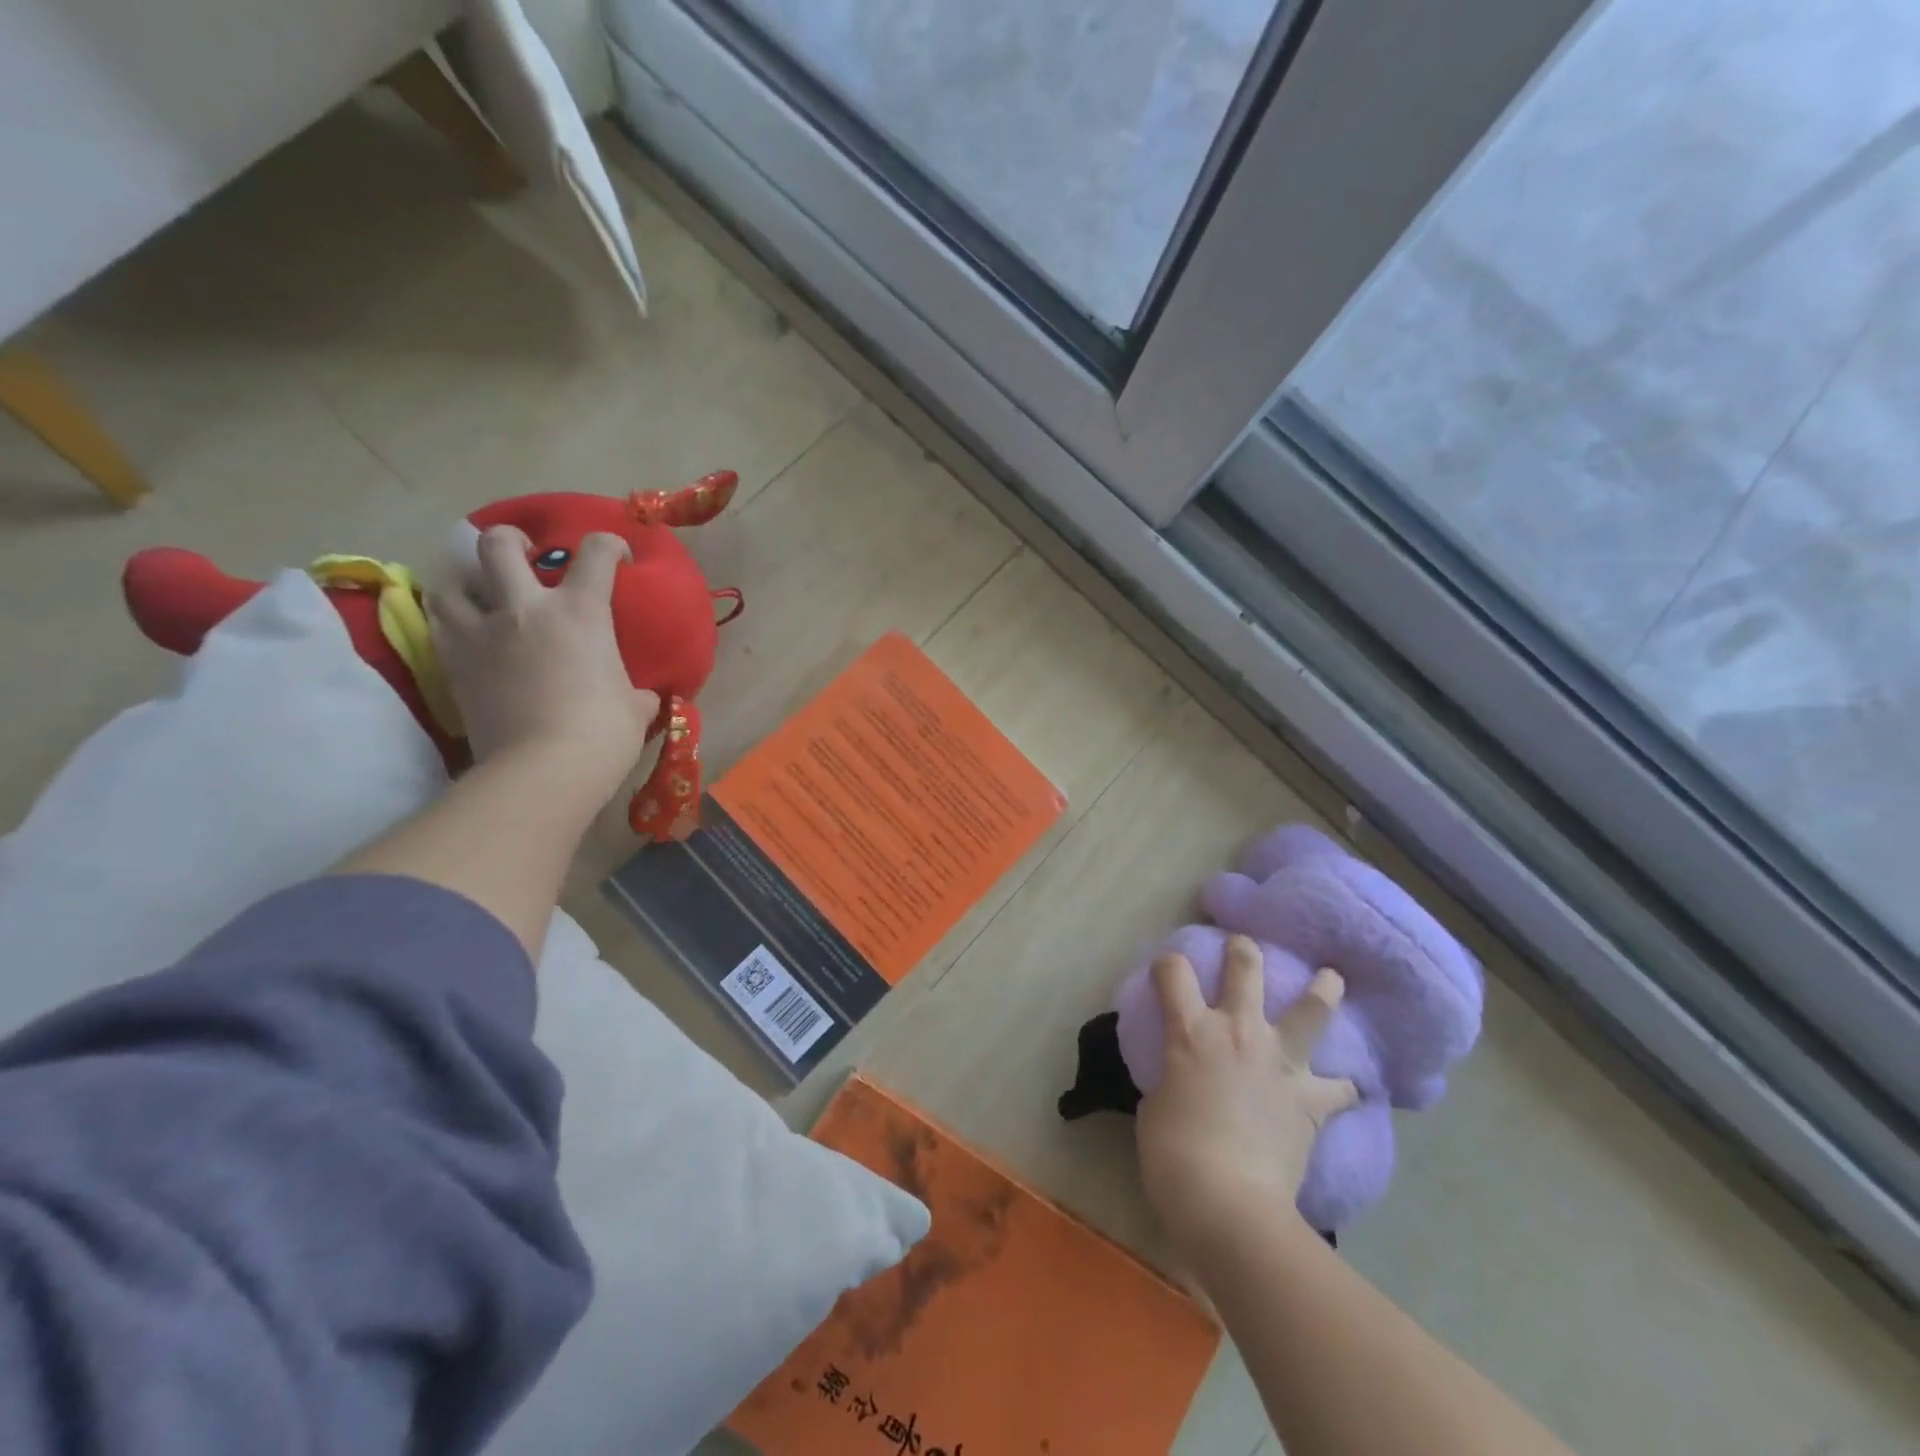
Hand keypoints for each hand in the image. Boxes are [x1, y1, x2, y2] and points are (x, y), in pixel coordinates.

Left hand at [429, 526, 657, 805]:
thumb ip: (636, 691)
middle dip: (512, 540)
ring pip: (452, 579)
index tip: (618, 558)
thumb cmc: (604, 732)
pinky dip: (451, 618)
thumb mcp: (635, 706)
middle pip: (499, 544)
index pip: (596, 552)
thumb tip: (642, 696)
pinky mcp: (453, 662)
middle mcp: (525, 608)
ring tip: (482, 591)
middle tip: (524, 555)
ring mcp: (482, 633)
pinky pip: (439, 622)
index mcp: (581, 611)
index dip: (611, 545)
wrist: (545, 768)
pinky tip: (466, 631)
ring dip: (467, 578)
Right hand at [1136, 936, 1356, 1259]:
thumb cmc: (1173, 1154)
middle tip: (1245, 947)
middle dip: (1244, 951)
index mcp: (1191, 1031)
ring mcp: (1280, 1062)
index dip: (1168, 965)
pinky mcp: (1312, 1100)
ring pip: (1312, 1009)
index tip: (1167, 972)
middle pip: (1246, 968)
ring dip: (1323, 990)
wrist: (1228, 1203)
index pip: (1173, 972)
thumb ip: (1173, 1078)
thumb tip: (1184, 1079)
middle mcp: (1238, 1031)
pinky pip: (1341, 1087)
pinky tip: (1350, 1086)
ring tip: (1332, 978)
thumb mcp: (1155, 1105)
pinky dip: (1344, 1085)